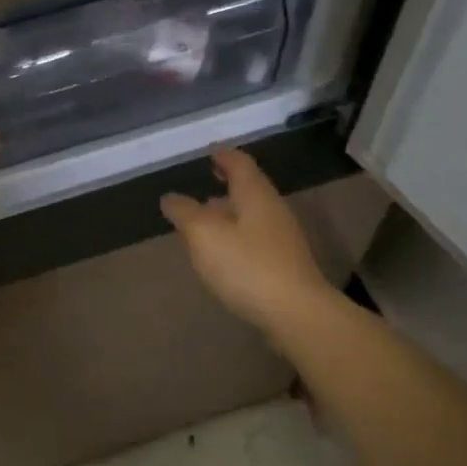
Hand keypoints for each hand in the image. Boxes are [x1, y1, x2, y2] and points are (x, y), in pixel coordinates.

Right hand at [160, 148, 334, 337]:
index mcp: (255, 195)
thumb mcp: (204, 235)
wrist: (296, 313)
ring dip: (231, 212)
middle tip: (207, 182)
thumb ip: (185, 213)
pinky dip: (238, 236)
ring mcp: (282, 239)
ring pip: (253, 215)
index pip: (240, 164)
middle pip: (250, 189)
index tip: (210, 152)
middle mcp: (273, 210)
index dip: (224, 156)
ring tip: (207, 220)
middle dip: (227, 184)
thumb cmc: (246, 265)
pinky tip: (224, 253)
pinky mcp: (284, 265)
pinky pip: (256, 239)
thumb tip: (170, 197)